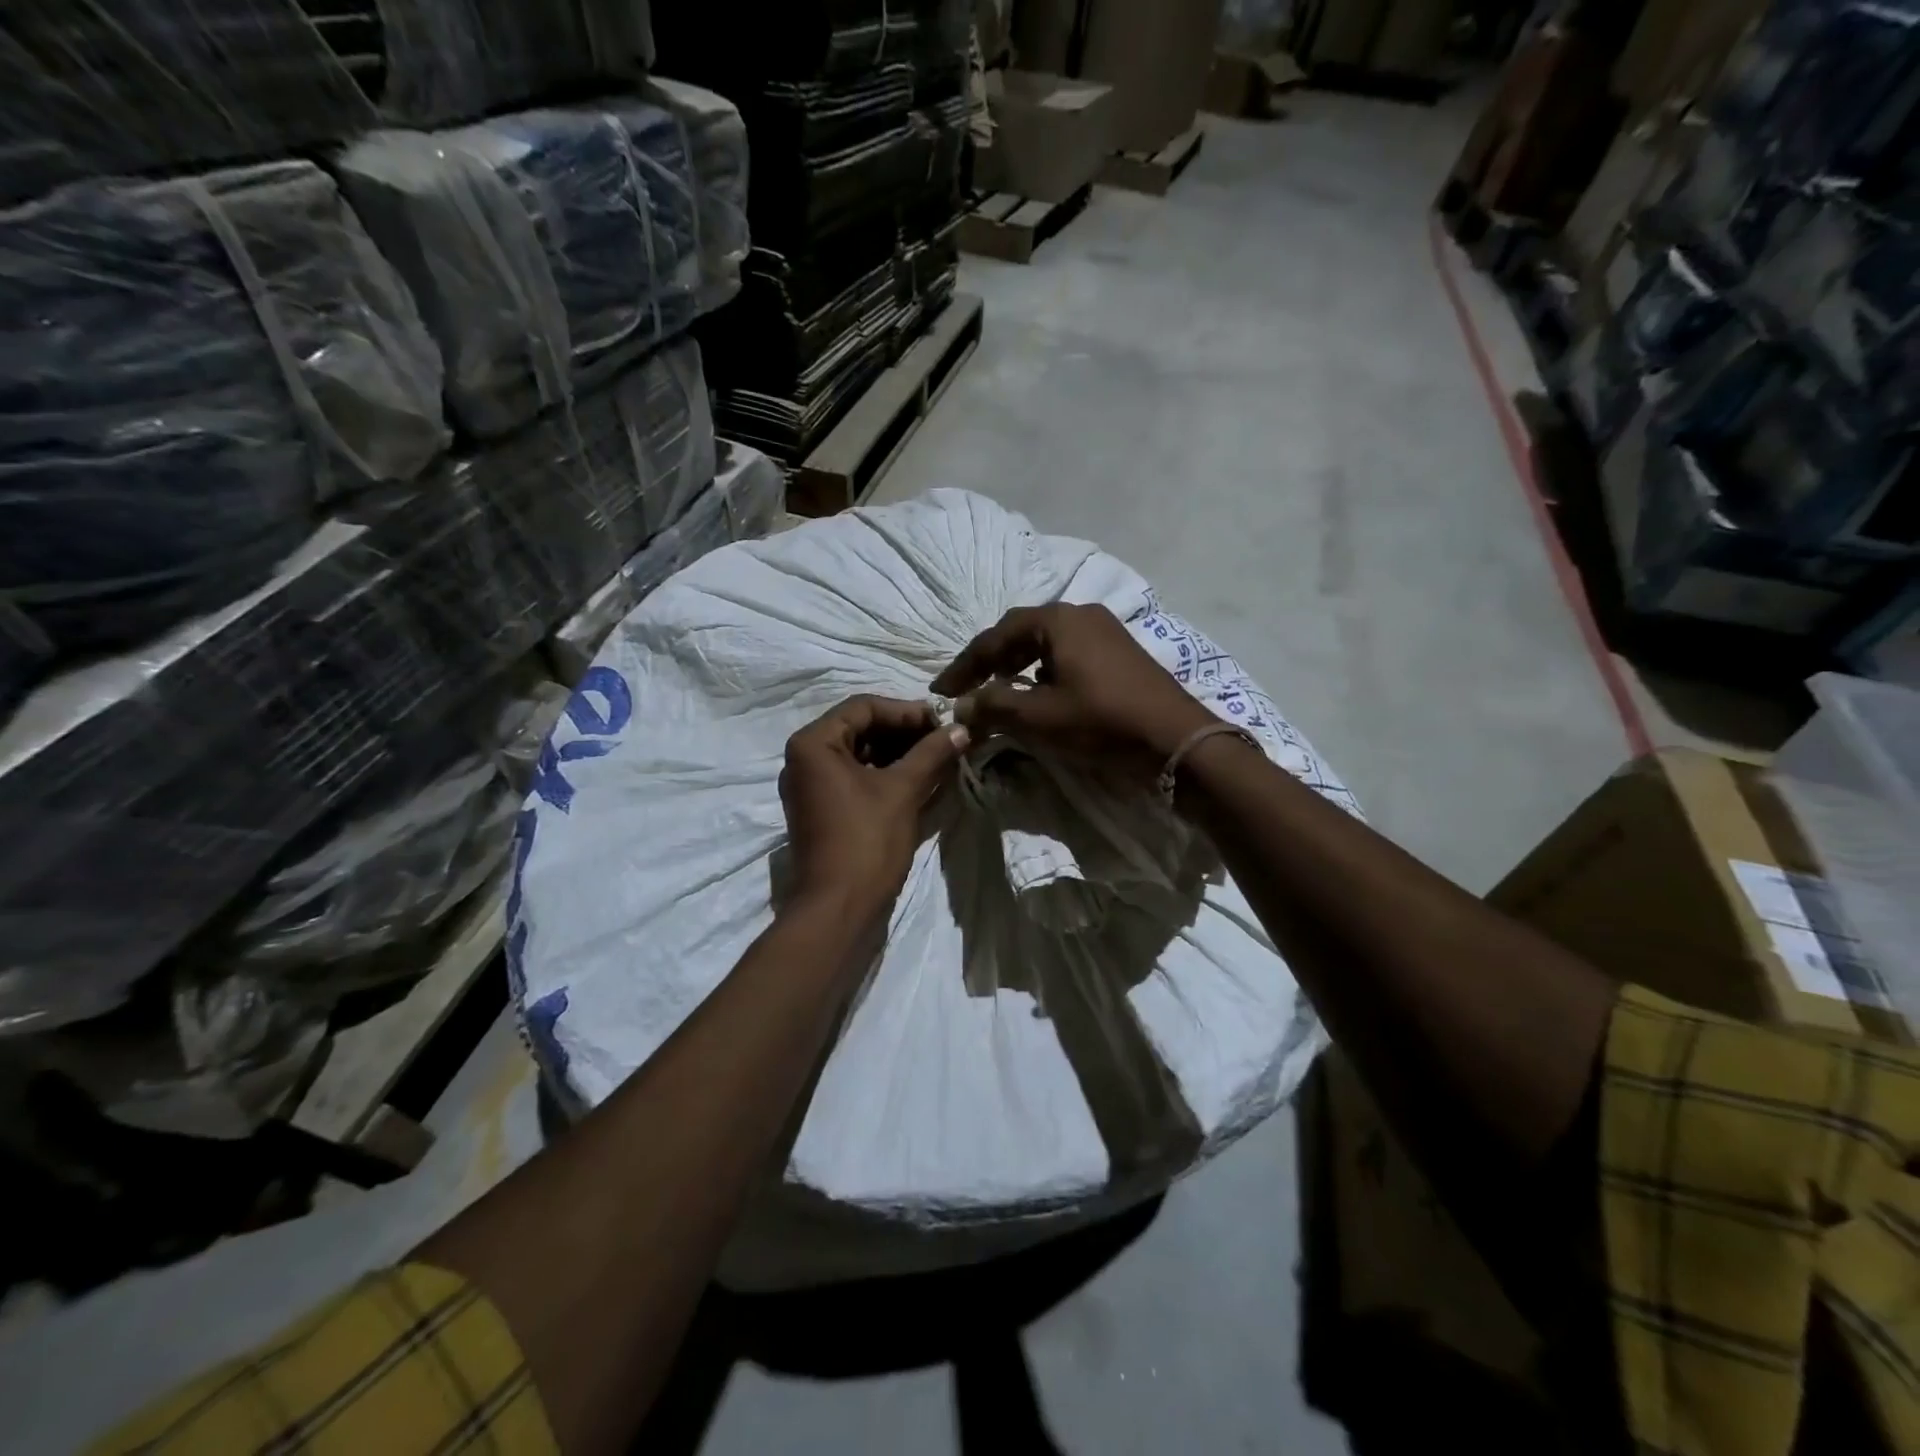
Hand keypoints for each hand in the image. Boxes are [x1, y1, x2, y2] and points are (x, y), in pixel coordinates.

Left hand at [779, 695, 968, 921]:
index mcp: (813, 743)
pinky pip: (853, 777)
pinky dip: (884, 774)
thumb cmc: (867, 841)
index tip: (942, 723)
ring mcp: (809, 785)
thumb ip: (932, 753)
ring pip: (858, 753)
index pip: (864, 706)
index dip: (907, 711)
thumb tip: (962, 728)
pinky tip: (918, 779)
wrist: (837, 908)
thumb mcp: (903, 790)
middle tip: (942, 739)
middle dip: (903, 732)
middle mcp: (803, 758)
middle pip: (859, 727)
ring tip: (936, 758)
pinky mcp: (820, 808)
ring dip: (897, 752)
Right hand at [931, 604, 1215, 776]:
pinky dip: (1044, 671)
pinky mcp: (1120, 653)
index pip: (995, 637)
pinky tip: (1040, 694)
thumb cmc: (1101, 722)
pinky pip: (1069, 654)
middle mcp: (1081, 614)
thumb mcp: (1038, 717)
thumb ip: (992, 707)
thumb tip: (960, 706)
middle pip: (1021, 633)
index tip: (941, 691)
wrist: (1176, 741)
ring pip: (1047, 644)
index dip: (964, 666)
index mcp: (1058, 620)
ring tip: (999, 692)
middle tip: (968, 689)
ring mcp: (1106, 631)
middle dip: (991, 662)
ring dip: (1018, 666)